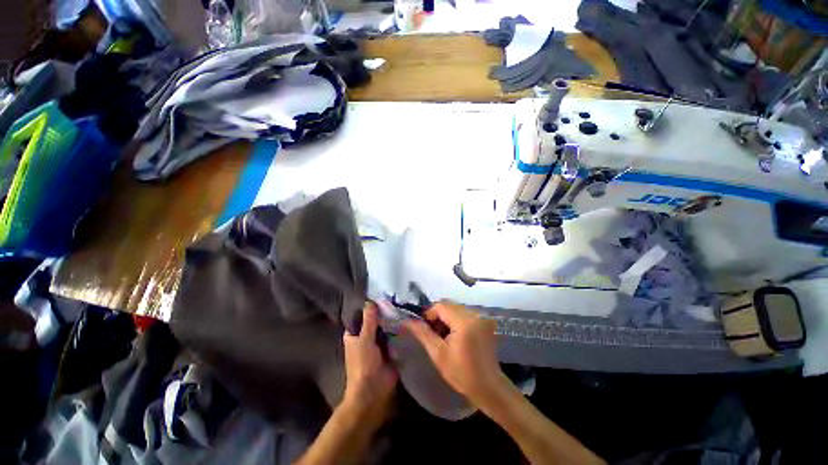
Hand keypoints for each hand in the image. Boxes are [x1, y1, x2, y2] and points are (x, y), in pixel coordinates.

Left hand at [342, 302, 397, 417]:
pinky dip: (398, 329)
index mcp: (354, 335)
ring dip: (391, 320)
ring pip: (384, 328)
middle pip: (374, 321)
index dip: (367, 307)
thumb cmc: (363, 365)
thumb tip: (370, 301)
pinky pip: (393, 336)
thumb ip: (368, 321)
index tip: (378, 294)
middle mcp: (365, 337)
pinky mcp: (389, 350)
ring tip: (402, 304)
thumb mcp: (364, 340)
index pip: (360, 316)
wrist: (373, 391)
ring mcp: (378, 344)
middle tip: (395, 297)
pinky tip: (407, 318)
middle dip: (382, 312)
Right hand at [403, 301, 506, 407]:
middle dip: (438, 314)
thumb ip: (423, 333)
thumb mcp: (438, 354)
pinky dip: (456, 318)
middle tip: (434, 332)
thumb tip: (407, 320)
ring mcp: (482, 317)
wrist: (489, 387)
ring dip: (447, 316)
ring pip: (457, 307)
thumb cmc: (461, 373)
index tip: (425, 328)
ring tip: (444, 334)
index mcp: (464, 322)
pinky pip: (465, 312)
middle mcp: (475, 314)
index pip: (441, 305)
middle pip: (449, 304)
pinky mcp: (485, 321)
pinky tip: (455, 334)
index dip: (429, 313)